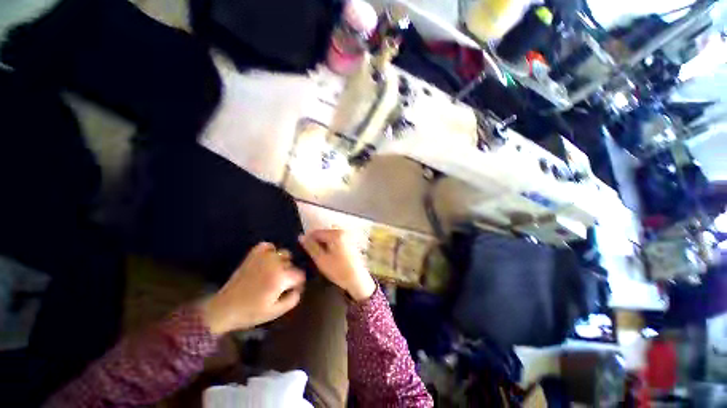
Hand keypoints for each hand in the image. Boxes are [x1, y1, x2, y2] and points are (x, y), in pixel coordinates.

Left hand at [201, 242, 305, 334]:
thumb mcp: (276, 311)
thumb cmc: (251, 312)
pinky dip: (271, 251)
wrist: (224, 308)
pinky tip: (268, 260)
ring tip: (274, 273)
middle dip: (289, 274)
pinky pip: (268, 245)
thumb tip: (299, 288)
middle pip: (292, 264)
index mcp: (281, 277)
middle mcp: (275, 263)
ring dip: (282, 262)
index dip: (298, 284)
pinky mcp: (253, 255)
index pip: (300, 274)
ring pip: (284, 253)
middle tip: (280, 286)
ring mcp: (264, 257)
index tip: (291, 290)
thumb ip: (293, 298)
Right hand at [299, 229, 375, 301]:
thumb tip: (301, 237)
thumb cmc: (338, 270)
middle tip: (312, 250)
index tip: (303, 246)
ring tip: (320, 252)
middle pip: (325, 231)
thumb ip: (311, 247)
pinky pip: (338, 237)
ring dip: (324, 240)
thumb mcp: (321, 260)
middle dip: (317, 239)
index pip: (317, 232)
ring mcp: (349, 235)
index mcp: (336, 234)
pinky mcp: (352, 240)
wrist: (357, 279)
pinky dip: (332, 242)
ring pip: (331, 234)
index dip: (308, 238)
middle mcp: (343, 231)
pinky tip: (330, 252)